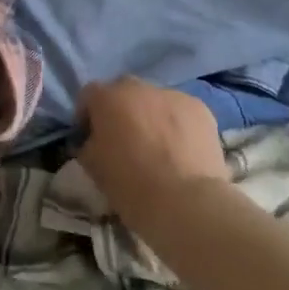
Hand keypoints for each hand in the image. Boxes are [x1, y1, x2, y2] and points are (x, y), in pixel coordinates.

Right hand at [77, 77, 230, 228]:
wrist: (186, 202)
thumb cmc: (131, 186)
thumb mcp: (92, 167)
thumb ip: (87, 144)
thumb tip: (93, 140)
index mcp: (108, 98)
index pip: (89, 95)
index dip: (87, 116)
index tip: (90, 138)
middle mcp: (140, 87)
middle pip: (124, 92)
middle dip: (121, 111)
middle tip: (124, 141)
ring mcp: (173, 95)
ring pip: (155, 101)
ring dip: (151, 117)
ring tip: (158, 149)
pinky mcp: (201, 109)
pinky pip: (181, 113)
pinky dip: (178, 126)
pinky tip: (181, 152)